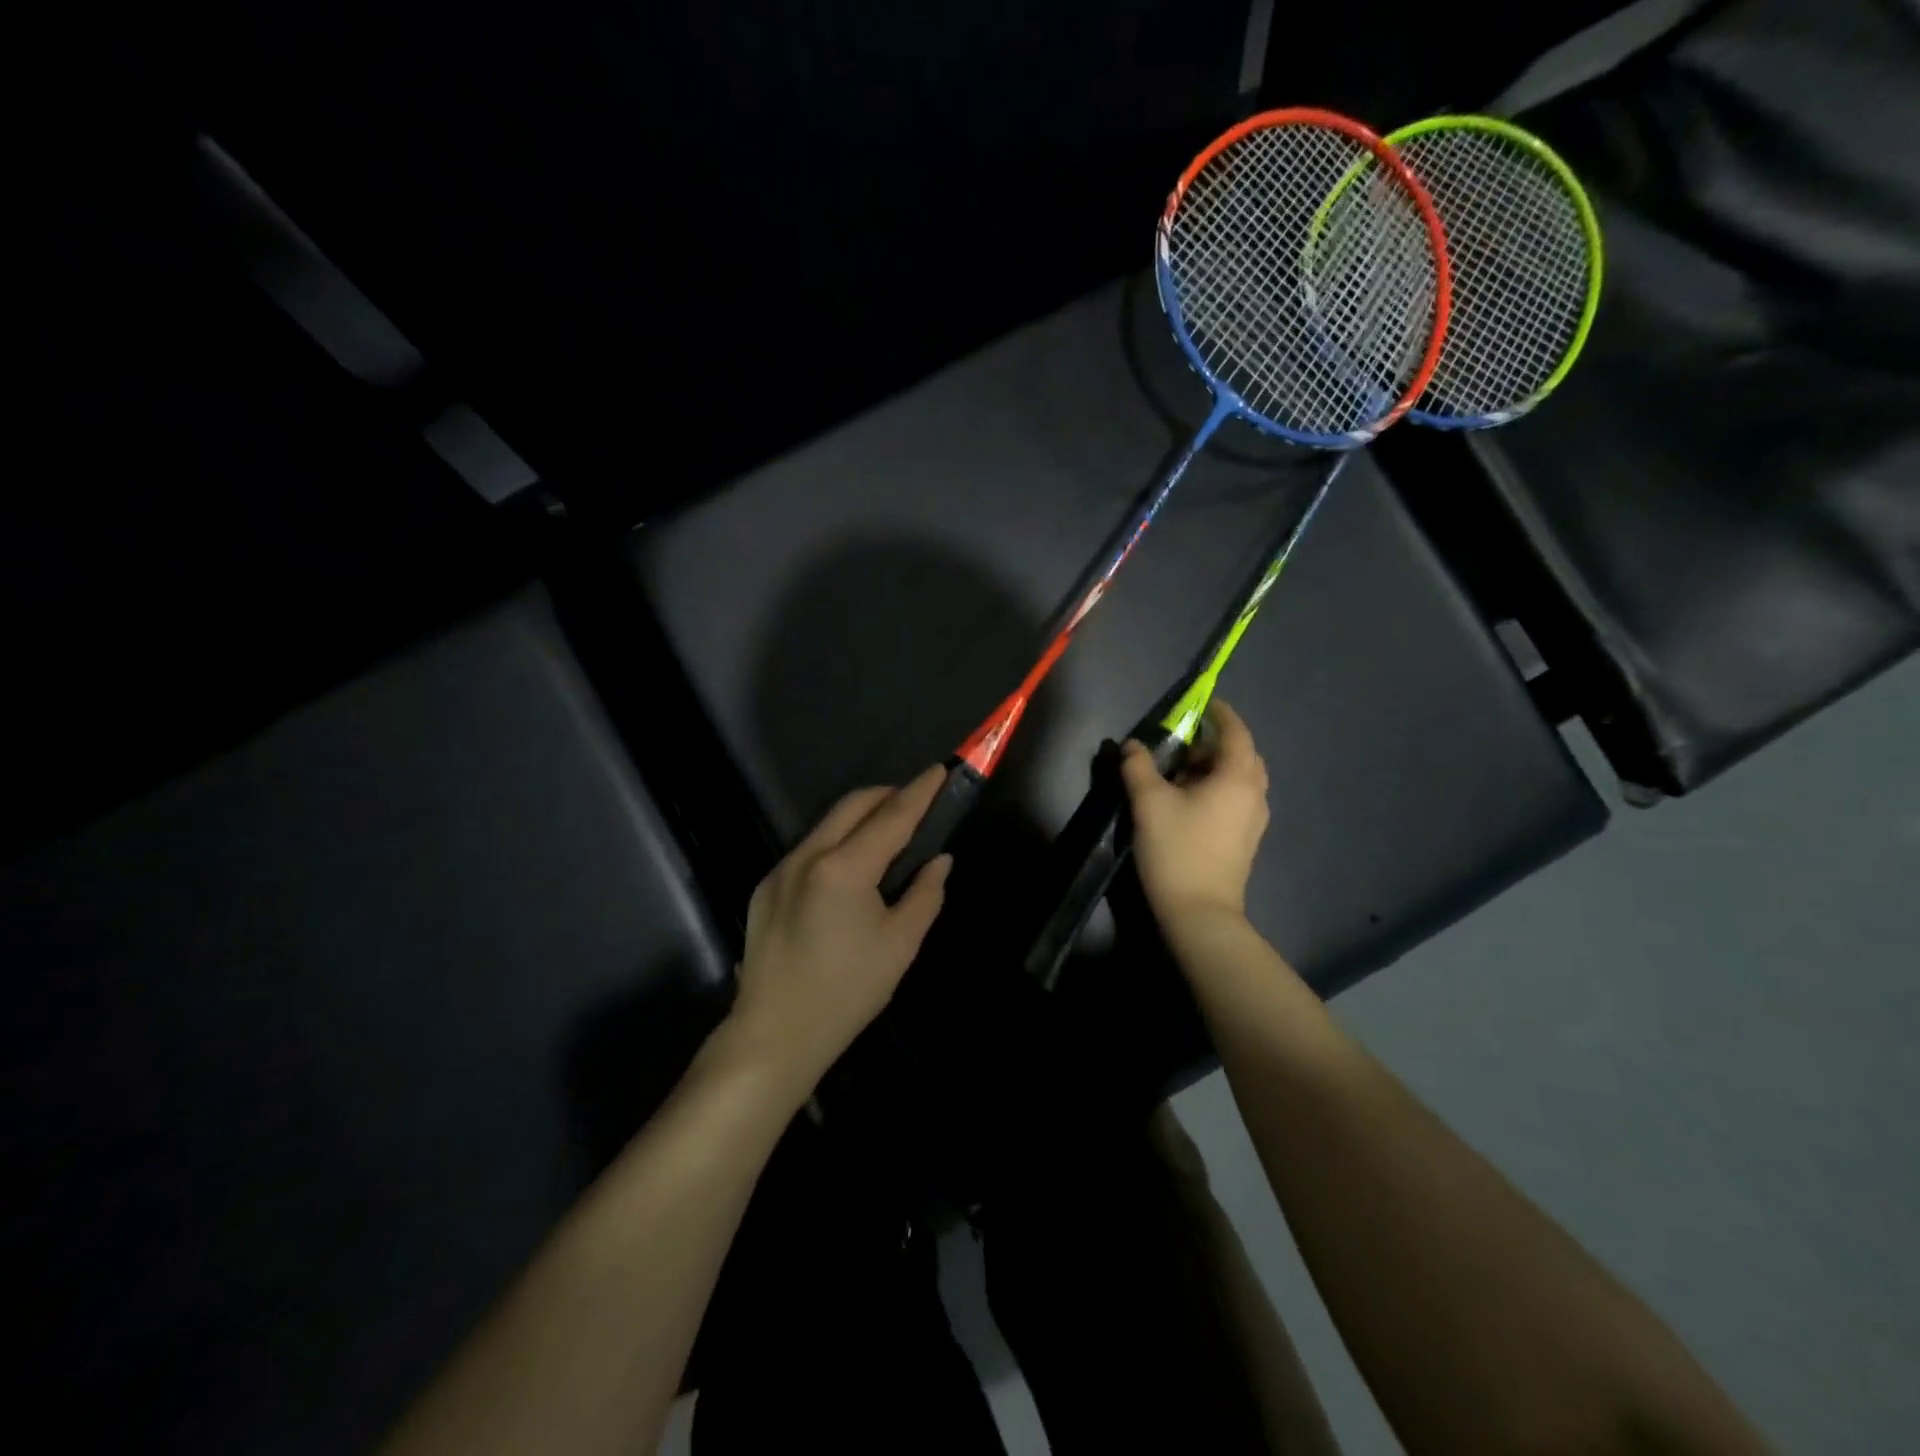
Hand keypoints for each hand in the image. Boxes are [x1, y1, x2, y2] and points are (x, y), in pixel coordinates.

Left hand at [724, 766, 952, 1098]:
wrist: (774, 1035)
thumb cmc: (847, 993)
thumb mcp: (900, 945)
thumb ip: (925, 894)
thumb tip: (939, 860)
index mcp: (844, 869)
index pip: (892, 816)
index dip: (919, 791)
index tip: (939, 770)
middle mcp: (808, 856)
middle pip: (853, 805)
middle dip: (888, 795)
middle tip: (917, 803)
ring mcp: (781, 869)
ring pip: (828, 824)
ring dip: (860, 818)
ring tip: (888, 834)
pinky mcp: (765, 887)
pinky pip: (809, 849)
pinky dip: (836, 843)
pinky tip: (850, 870)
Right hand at [1120, 700, 1269, 924]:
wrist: (1200, 913)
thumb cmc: (1177, 850)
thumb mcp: (1149, 803)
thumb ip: (1138, 767)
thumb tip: (1132, 745)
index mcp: (1237, 777)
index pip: (1236, 732)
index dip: (1220, 713)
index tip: (1202, 704)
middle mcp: (1254, 794)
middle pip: (1242, 754)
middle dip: (1214, 743)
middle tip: (1182, 746)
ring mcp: (1254, 819)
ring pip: (1239, 779)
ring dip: (1215, 768)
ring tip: (1182, 774)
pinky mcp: (1246, 839)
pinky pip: (1237, 799)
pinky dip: (1218, 788)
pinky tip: (1190, 803)